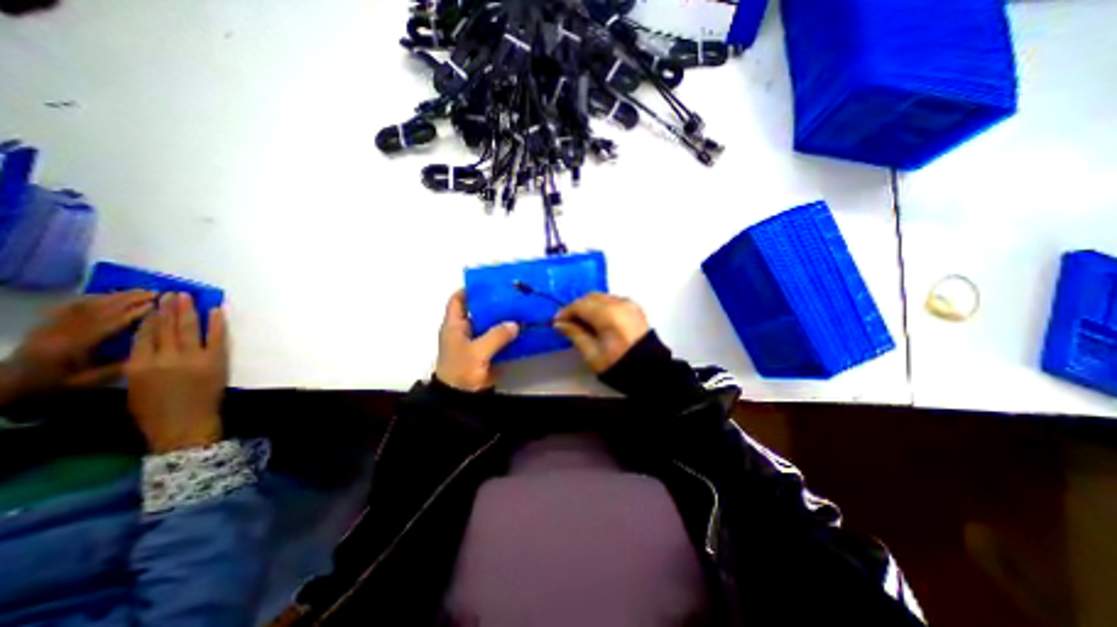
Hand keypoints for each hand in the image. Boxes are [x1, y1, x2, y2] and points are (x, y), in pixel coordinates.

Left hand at [0, 288, 154, 398]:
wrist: (7, 383)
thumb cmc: (53, 383)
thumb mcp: (87, 381)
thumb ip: (117, 367)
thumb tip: (150, 351)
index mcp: (71, 346)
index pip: (106, 324)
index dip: (132, 314)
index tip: (156, 306)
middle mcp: (60, 331)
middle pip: (96, 309)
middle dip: (128, 299)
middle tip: (155, 293)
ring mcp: (51, 325)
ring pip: (85, 304)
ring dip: (114, 296)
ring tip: (140, 291)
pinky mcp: (48, 322)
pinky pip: (70, 305)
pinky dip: (93, 298)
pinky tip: (109, 296)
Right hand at [124, 293, 226, 452]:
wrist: (185, 423)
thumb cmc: (155, 410)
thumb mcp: (135, 386)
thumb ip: (140, 364)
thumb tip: (148, 345)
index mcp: (139, 365)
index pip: (143, 335)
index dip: (150, 318)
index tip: (151, 304)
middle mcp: (164, 358)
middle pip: (166, 327)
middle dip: (169, 308)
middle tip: (171, 293)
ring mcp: (193, 358)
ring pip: (189, 329)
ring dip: (188, 311)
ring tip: (187, 296)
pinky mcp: (216, 360)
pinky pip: (217, 336)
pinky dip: (217, 322)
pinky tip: (216, 310)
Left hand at [436, 290, 523, 390]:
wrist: (462, 399)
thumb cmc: (461, 371)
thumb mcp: (477, 351)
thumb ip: (496, 336)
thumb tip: (515, 324)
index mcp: (454, 326)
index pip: (457, 300)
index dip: (469, 289)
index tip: (488, 282)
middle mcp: (464, 330)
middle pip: (478, 310)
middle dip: (493, 302)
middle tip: (511, 294)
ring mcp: (476, 342)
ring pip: (490, 324)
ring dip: (503, 317)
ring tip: (519, 307)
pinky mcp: (487, 353)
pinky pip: (498, 338)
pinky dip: (508, 333)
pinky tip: (521, 328)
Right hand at [553, 292, 651, 373]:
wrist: (648, 370)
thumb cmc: (619, 364)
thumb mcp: (592, 353)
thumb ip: (574, 334)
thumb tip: (560, 324)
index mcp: (608, 315)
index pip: (580, 305)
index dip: (566, 312)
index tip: (557, 322)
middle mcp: (619, 304)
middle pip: (590, 297)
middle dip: (577, 307)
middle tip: (567, 322)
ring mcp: (629, 304)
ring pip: (601, 297)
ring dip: (588, 306)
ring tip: (582, 322)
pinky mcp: (634, 308)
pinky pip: (612, 300)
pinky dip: (601, 306)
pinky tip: (597, 320)